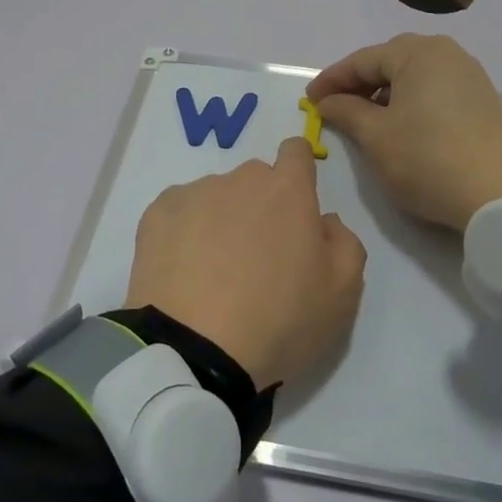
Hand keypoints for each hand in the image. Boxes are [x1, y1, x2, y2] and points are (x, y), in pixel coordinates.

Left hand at [125, 138, 366, 387]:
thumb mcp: (342, 294)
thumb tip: (324, 220)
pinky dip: (184, 232)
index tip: (295, 206)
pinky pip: (179, 212)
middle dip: (261, 206)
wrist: (195, 350)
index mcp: (288, 191)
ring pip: (215, 196)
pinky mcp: (156, 214)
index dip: (298, 173)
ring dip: (221, 219)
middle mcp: (240, 180)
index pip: (296, 151)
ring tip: (214, 271)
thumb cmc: (279, 321)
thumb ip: (345, 243)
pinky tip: (184, 271)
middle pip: (255, 179)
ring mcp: (194, 194)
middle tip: (257, 258)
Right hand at [307, 34, 501, 233]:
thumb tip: (327, 102)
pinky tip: (397, 125)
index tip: (309, 100)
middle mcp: (446, 54)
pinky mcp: (480, 100)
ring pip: (412, 76)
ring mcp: (468, 76)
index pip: (362, 60)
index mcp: (418, 53)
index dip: (331, 80)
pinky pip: (432, 90)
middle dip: (358, 84)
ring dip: (383, 94)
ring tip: (361, 120)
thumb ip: (346, 112)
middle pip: (389, 62)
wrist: (501, 194)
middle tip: (333, 107)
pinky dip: (408, 102)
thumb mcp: (376, 136)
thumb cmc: (427, 158)